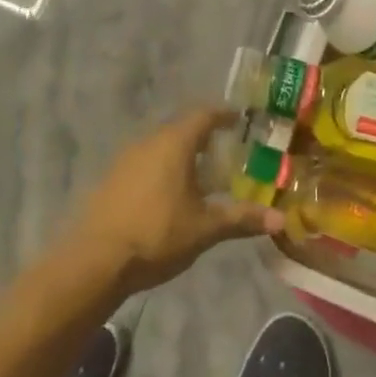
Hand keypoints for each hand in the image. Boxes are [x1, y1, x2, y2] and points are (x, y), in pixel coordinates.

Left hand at [68, 108, 283, 293]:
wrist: (94, 261)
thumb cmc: (157, 235)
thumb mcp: (205, 228)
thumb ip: (242, 219)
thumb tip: (281, 220)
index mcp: (174, 144)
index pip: (204, 115)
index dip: (223, 114)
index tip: (239, 119)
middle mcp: (148, 142)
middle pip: (181, 128)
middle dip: (204, 136)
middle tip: (226, 151)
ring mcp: (125, 159)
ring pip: (161, 146)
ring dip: (181, 154)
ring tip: (201, 174)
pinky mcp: (111, 179)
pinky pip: (144, 162)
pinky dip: (162, 168)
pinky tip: (169, 194)